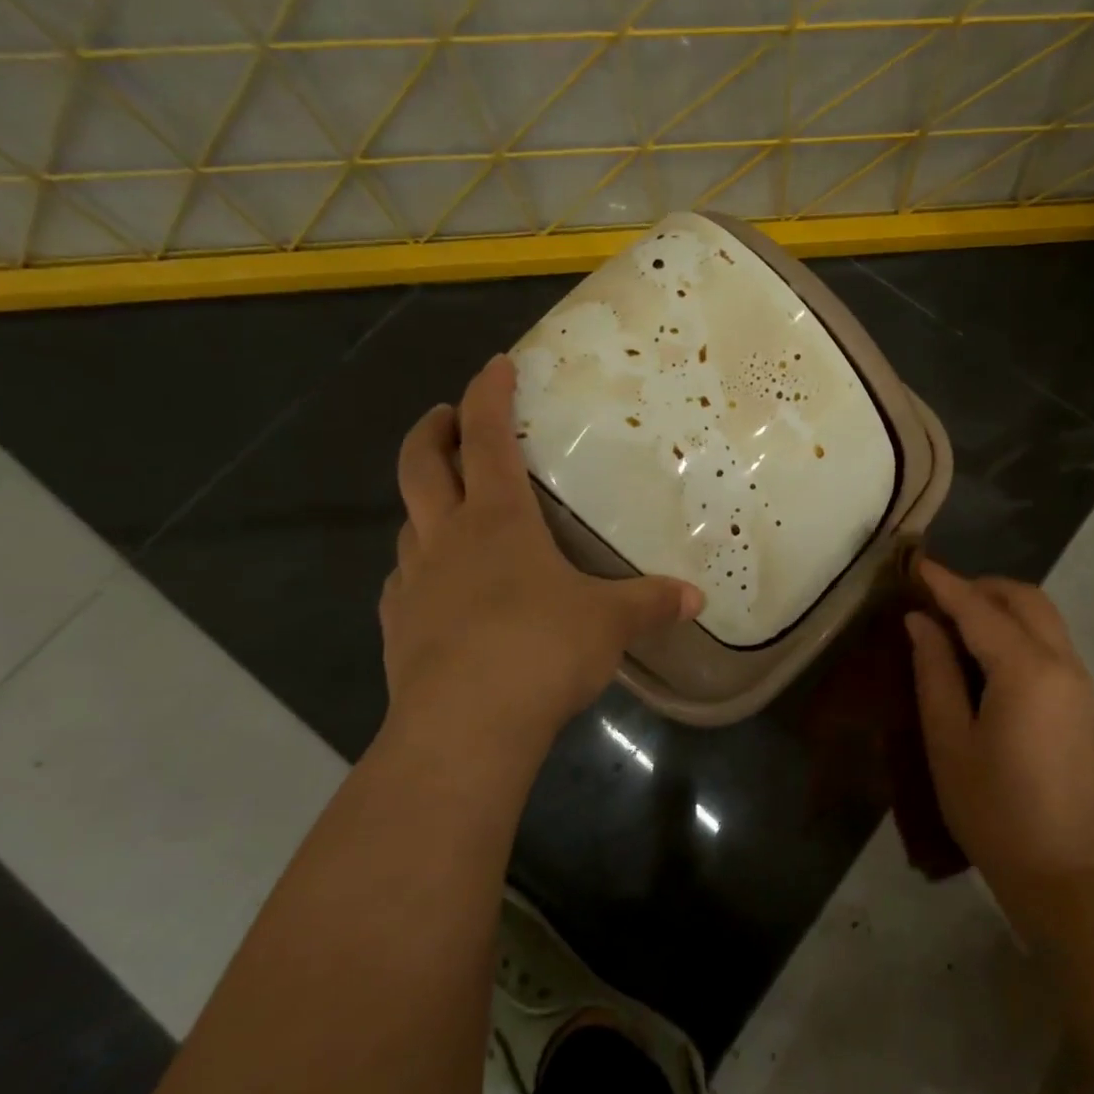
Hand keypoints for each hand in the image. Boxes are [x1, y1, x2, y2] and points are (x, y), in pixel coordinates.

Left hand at [378, 355, 702, 796]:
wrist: (463, 728)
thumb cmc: (540, 650)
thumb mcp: (609, 623)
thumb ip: (650, 603)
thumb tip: (696, 599)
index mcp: (497, 519)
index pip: (488, 437)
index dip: (489, 394)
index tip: (496, 365)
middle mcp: (447, 538)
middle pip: (421, 464)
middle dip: (434, 430)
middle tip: (448, 418)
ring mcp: (414, 582)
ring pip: (408, 521)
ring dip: (426, 500)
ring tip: (452, 506)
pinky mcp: (398, 627)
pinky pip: (404, 579)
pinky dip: (419, 565)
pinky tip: (438, 586)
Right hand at [905, 562, 1093, 901]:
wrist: (1063, 872)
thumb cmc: (992, 809)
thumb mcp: (948, 740)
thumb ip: (934, 671)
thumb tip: (920, 621)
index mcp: (1026, 671)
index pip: (979, 609)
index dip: (945, 584)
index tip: (916, 563)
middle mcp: (1063, 664)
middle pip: (1026, 599)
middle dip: (981, 586)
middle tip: (938, 597)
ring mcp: (1082, 683)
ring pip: (1045, 617)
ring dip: (1003, 606)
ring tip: (958, 622)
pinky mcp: (1086, 703)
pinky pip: (1053, 643)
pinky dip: (1020, 630)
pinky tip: (989, 655)